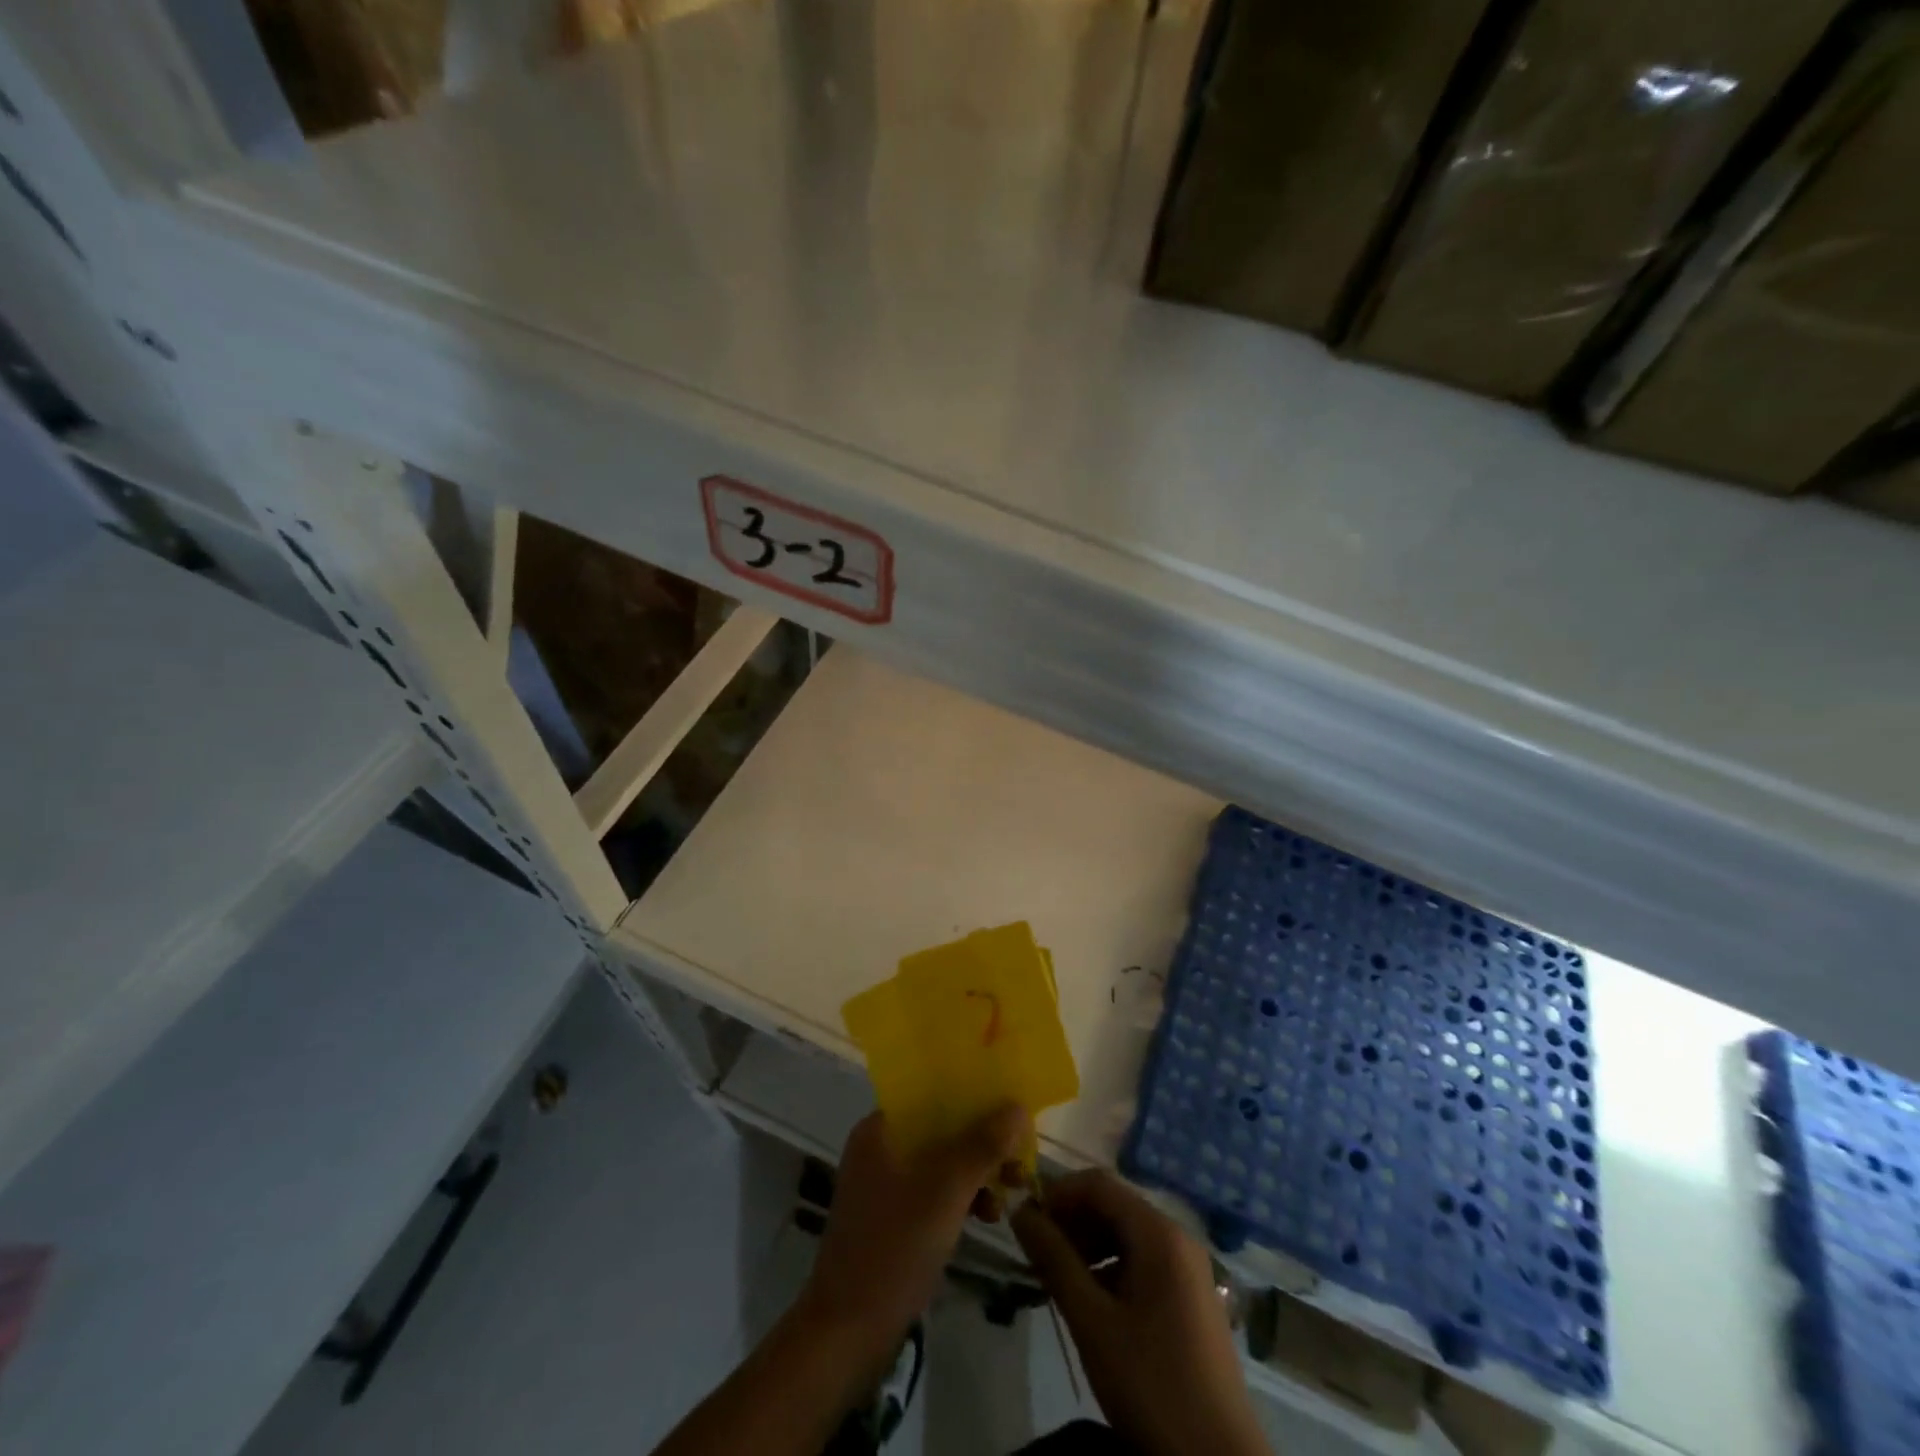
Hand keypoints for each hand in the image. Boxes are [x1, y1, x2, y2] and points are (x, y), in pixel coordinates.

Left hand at [799, 1107, 1028, 1366]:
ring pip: (942, 1160)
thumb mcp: (945, 1192)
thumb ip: (982, 1146)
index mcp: (880, 1129)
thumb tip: (1017, 1106)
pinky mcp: (894, 1217)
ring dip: (977, 1170)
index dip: (972, 1094)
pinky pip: (936, 1190)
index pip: (931, 1093)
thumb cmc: (893, 1249)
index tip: (1009, 1104)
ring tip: (1012, 1189)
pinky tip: (989, 1214)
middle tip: (1019, 1156)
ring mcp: (885, 1184)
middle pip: (940, 1127)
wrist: (847, 1334)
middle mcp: (880, 1147)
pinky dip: (963, 1196)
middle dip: (982, 1138)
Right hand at [1012, 1170, 1268, 1455]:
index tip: (1027, 1224)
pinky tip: (1093, 1302)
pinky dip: (1111, 1267)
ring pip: (1127, 1234)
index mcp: (1159, 1233)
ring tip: (1059, 1279)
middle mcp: (1177, 1237)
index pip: (1098, 1184)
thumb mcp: (1093, 1322)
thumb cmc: (1152, 1385)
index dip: (1058, 1193)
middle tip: (1038, 1255)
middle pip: (1114, 1206)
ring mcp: (1189, 1268)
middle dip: (1072, 1221)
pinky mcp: (1192, 1297)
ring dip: (1089, 1245)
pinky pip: (1144, 1260)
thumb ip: (1054, 1260)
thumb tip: (1019, 1211)